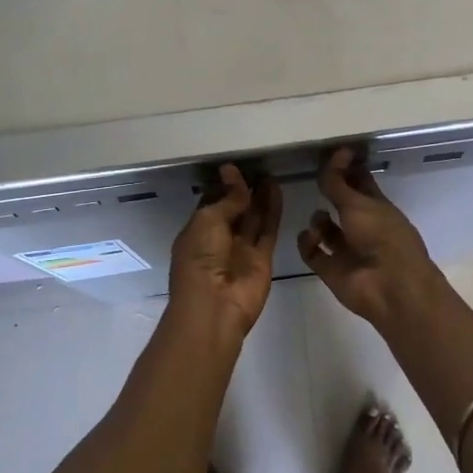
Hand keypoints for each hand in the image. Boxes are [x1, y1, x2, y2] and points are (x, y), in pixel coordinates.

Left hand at [169, 164, 281, 337]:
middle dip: (242, 190)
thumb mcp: (207, 221)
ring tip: (269, 173)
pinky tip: (276, 189)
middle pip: (234, 210)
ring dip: (259, 197)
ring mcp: (241, 250)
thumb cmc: (200, 260)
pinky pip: (268, 229)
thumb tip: (233, 175)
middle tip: (256, 166)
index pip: (211, 204)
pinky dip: (272, 210)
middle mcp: (218, 240)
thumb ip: (226, 199)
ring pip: (253, 218)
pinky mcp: (262, 258)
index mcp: (196, 232)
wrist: (215, 306)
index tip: (233, 167)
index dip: (222, 186)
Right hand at [297, 148, 443, 326]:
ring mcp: (347, 250)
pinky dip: (307, 244)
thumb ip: (339, 182)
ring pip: (327, 230)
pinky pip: (313, 253)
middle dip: (329, 194)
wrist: (389, 287)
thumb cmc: (381, 237)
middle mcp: (363, 227)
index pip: (360, 183)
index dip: (347, 169)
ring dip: (318, 221)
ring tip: (318, 219)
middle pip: (342, 205)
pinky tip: (309, 237)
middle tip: (311, 178)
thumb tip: (336, 152)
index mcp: (378, 208)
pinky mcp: (332, 270)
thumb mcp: (358, 203)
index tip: (331, 154)